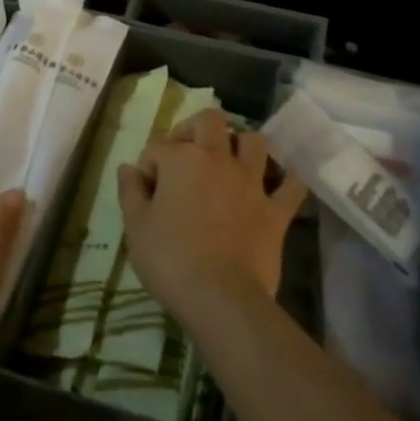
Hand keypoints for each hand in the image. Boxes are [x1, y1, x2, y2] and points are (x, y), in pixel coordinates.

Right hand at [116, 110, 307, 334]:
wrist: (221, 298)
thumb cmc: (170, 259)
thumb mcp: (136, 226)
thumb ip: (130, 191)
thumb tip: (128, 168)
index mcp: (182, 159)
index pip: (158, 145)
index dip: (148, 164)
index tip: (145, 190)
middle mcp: (219, 159)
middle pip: (210, 121)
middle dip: (194, 129)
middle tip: (185, 154)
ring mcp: (252, 182)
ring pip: (254, 142)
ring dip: (241, 145)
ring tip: (230, 162)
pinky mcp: (276, 210)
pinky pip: (291, 185)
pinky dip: (286, 180)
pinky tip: (277, 184)